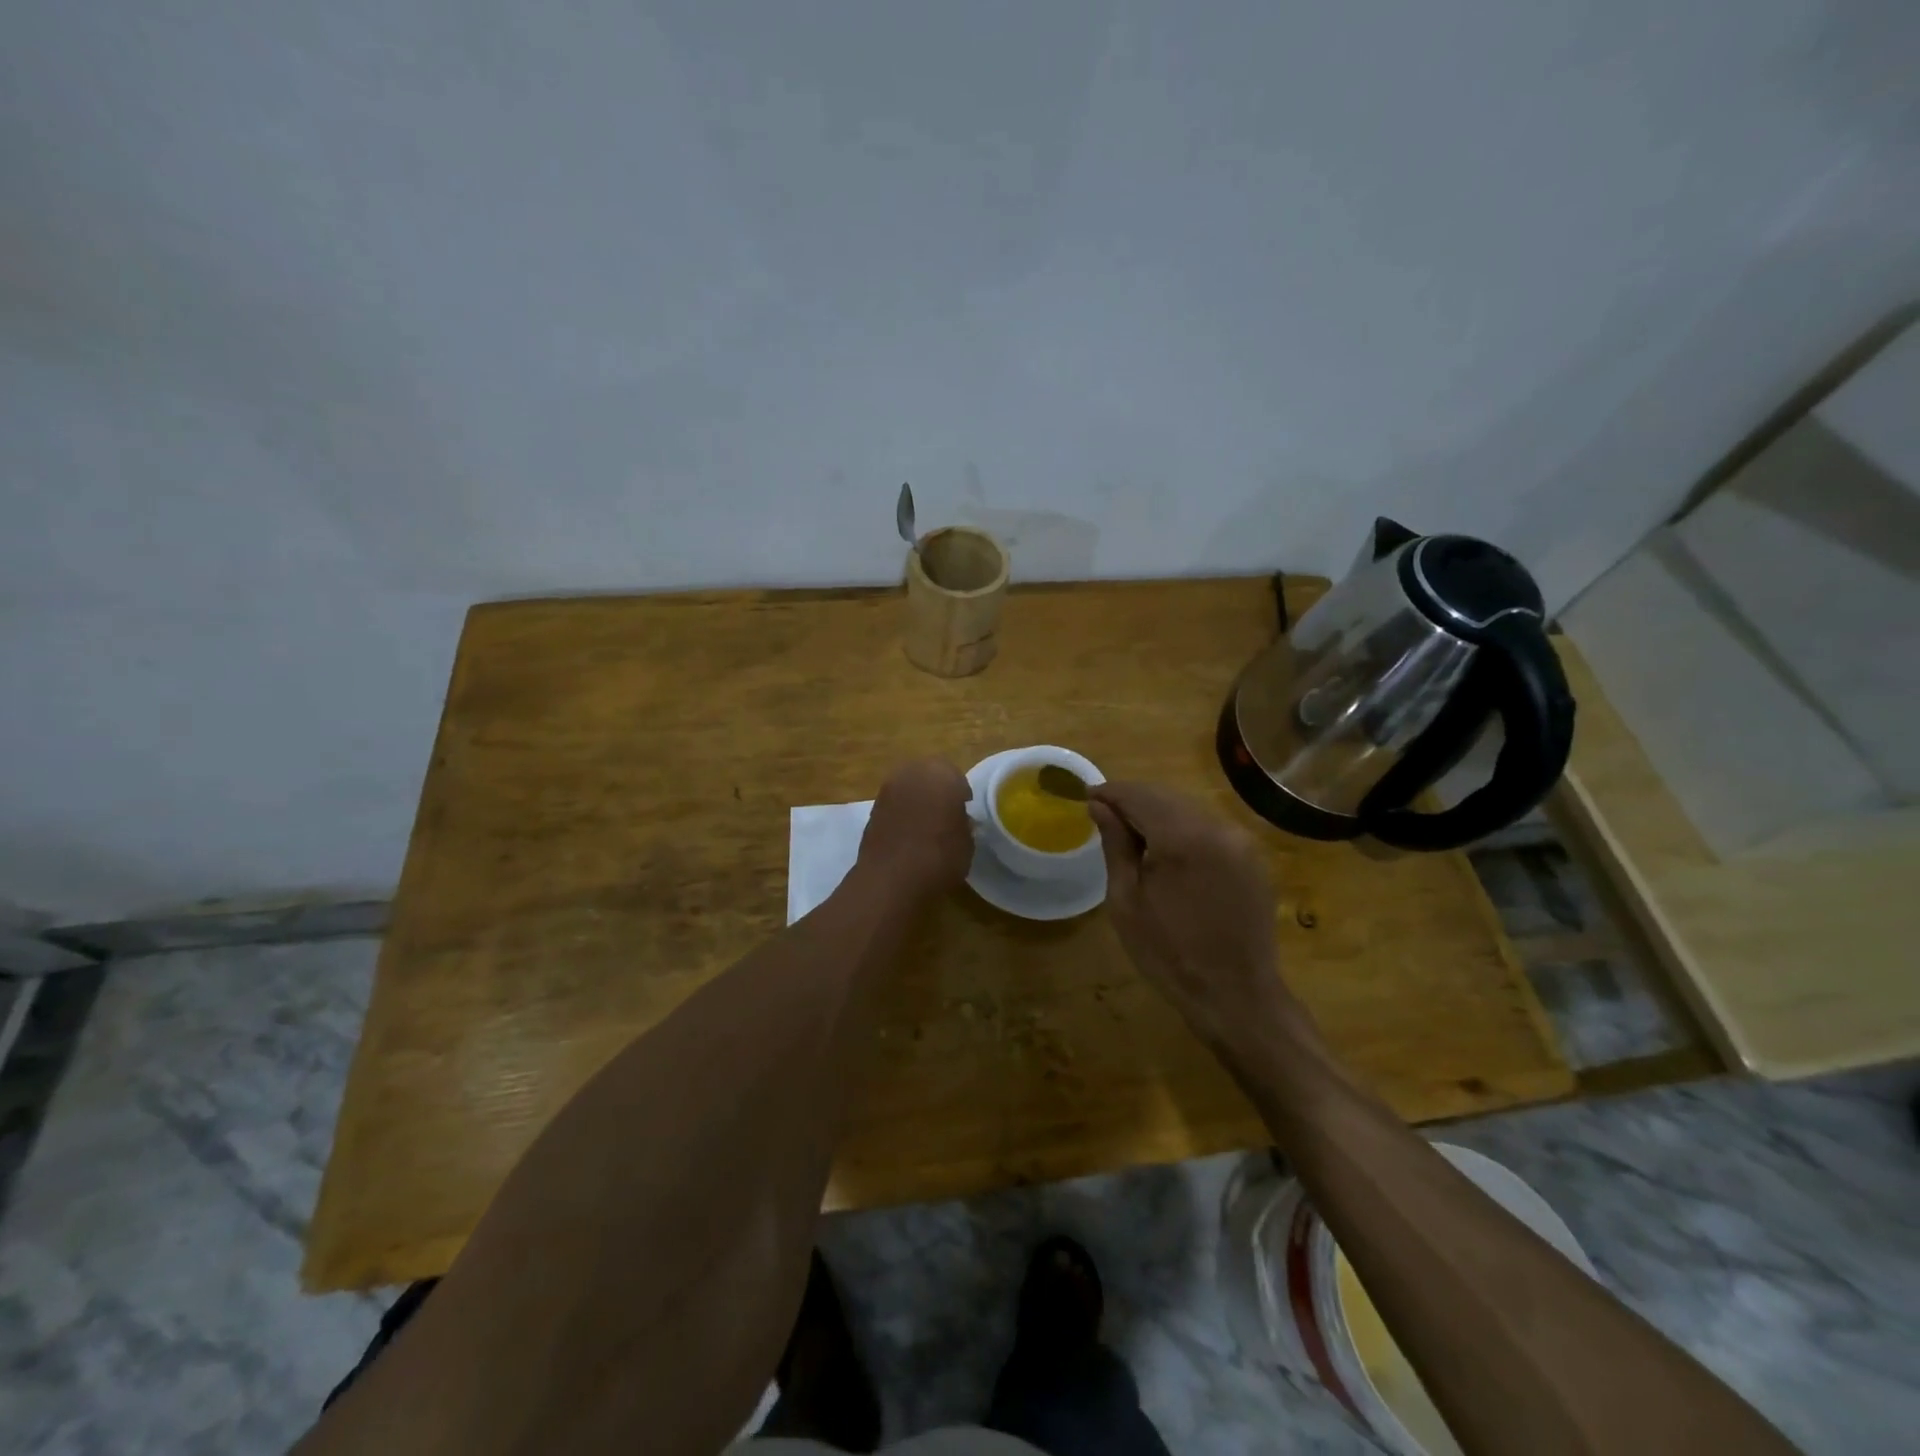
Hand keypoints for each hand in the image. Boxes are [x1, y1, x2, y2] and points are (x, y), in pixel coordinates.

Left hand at [858, 758, 974, 898]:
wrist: (891, 879)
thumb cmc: (940, 857)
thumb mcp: (967, 843)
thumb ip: (964, 824)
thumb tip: (959, 820)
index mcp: (941, 774)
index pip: (955, 775)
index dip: (961, 793)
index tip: (965, 810)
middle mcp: (912, 773)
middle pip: (928, 773)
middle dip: (937, 788)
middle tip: (945, 812)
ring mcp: (888, 789)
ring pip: (908, 786)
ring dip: (917, 798)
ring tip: (926, 824)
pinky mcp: (872, 808)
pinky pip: (894, 803)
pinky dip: (902, 812)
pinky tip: (908, 833)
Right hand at [1088, 782, 1295, 1052]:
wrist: (1236, 996)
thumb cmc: (1169, 954)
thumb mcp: (1126, 901)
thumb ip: (1115, 845)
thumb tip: (1099, 805)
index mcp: (1182, 838)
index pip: (1139, 795)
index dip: (1110, 793)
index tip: (1086, 797)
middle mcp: (1217, 827)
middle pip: (1165, 796)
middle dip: (1133, 800)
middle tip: (1103, 814)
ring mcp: (1240, 840)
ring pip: (1188, 809)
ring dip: (1157, 813)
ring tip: (1131, 834)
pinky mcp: (1252, 856)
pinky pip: (1209, 827)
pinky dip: (1182, 828)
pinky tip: (1166, 851)